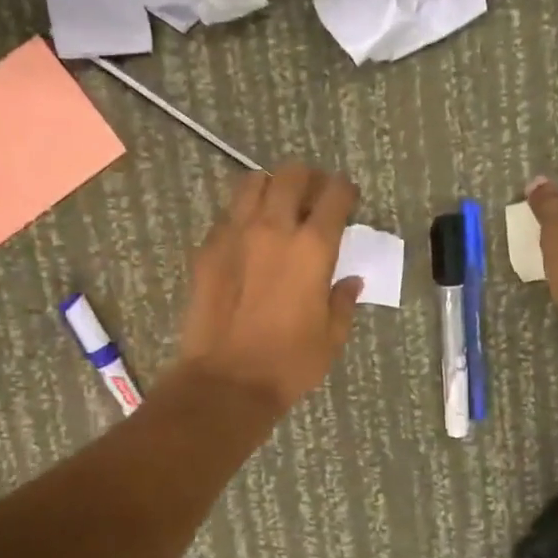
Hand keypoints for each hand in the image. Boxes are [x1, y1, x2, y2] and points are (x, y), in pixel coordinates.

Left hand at [173, 162, 363, 411]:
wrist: (226, 381)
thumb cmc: (288, 363)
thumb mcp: (331, 337)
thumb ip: (343, 300)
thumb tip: (350, 280)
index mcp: (313, 247)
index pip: (334, 195)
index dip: (345, 191)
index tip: (348, 200)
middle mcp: (273, 228)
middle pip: (291, 175)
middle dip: (308, 179)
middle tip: (312, 196)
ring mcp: (235, 234)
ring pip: (252, 183)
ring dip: (270, 187)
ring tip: (276, 207)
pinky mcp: (207, 249)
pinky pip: (226, 215)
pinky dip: (241, 216)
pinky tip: (247, 239)